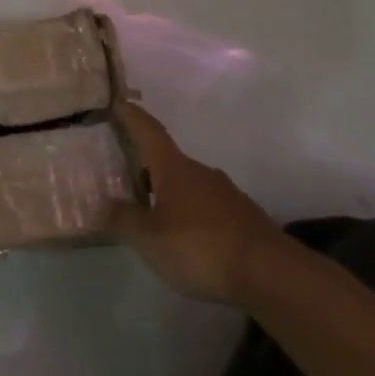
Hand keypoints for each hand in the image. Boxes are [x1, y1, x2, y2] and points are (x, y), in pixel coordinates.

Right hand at [107, 101, 283, 303]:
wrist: (269, 272)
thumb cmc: (200, 247)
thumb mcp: (150, 239)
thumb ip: (125, 220)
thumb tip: (105, 204)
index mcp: (174, 169)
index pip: (149, 132)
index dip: (132, 117)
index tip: (118, 103)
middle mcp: (200, 172)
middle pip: (168, 160)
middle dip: (147, 165)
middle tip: (126, 174)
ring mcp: (226, 193)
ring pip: (189, 185)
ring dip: (169, 192)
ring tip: (153, 212)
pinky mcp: (243, 217)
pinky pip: (207, 206)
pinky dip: (191, 213)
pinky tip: (186, 237)